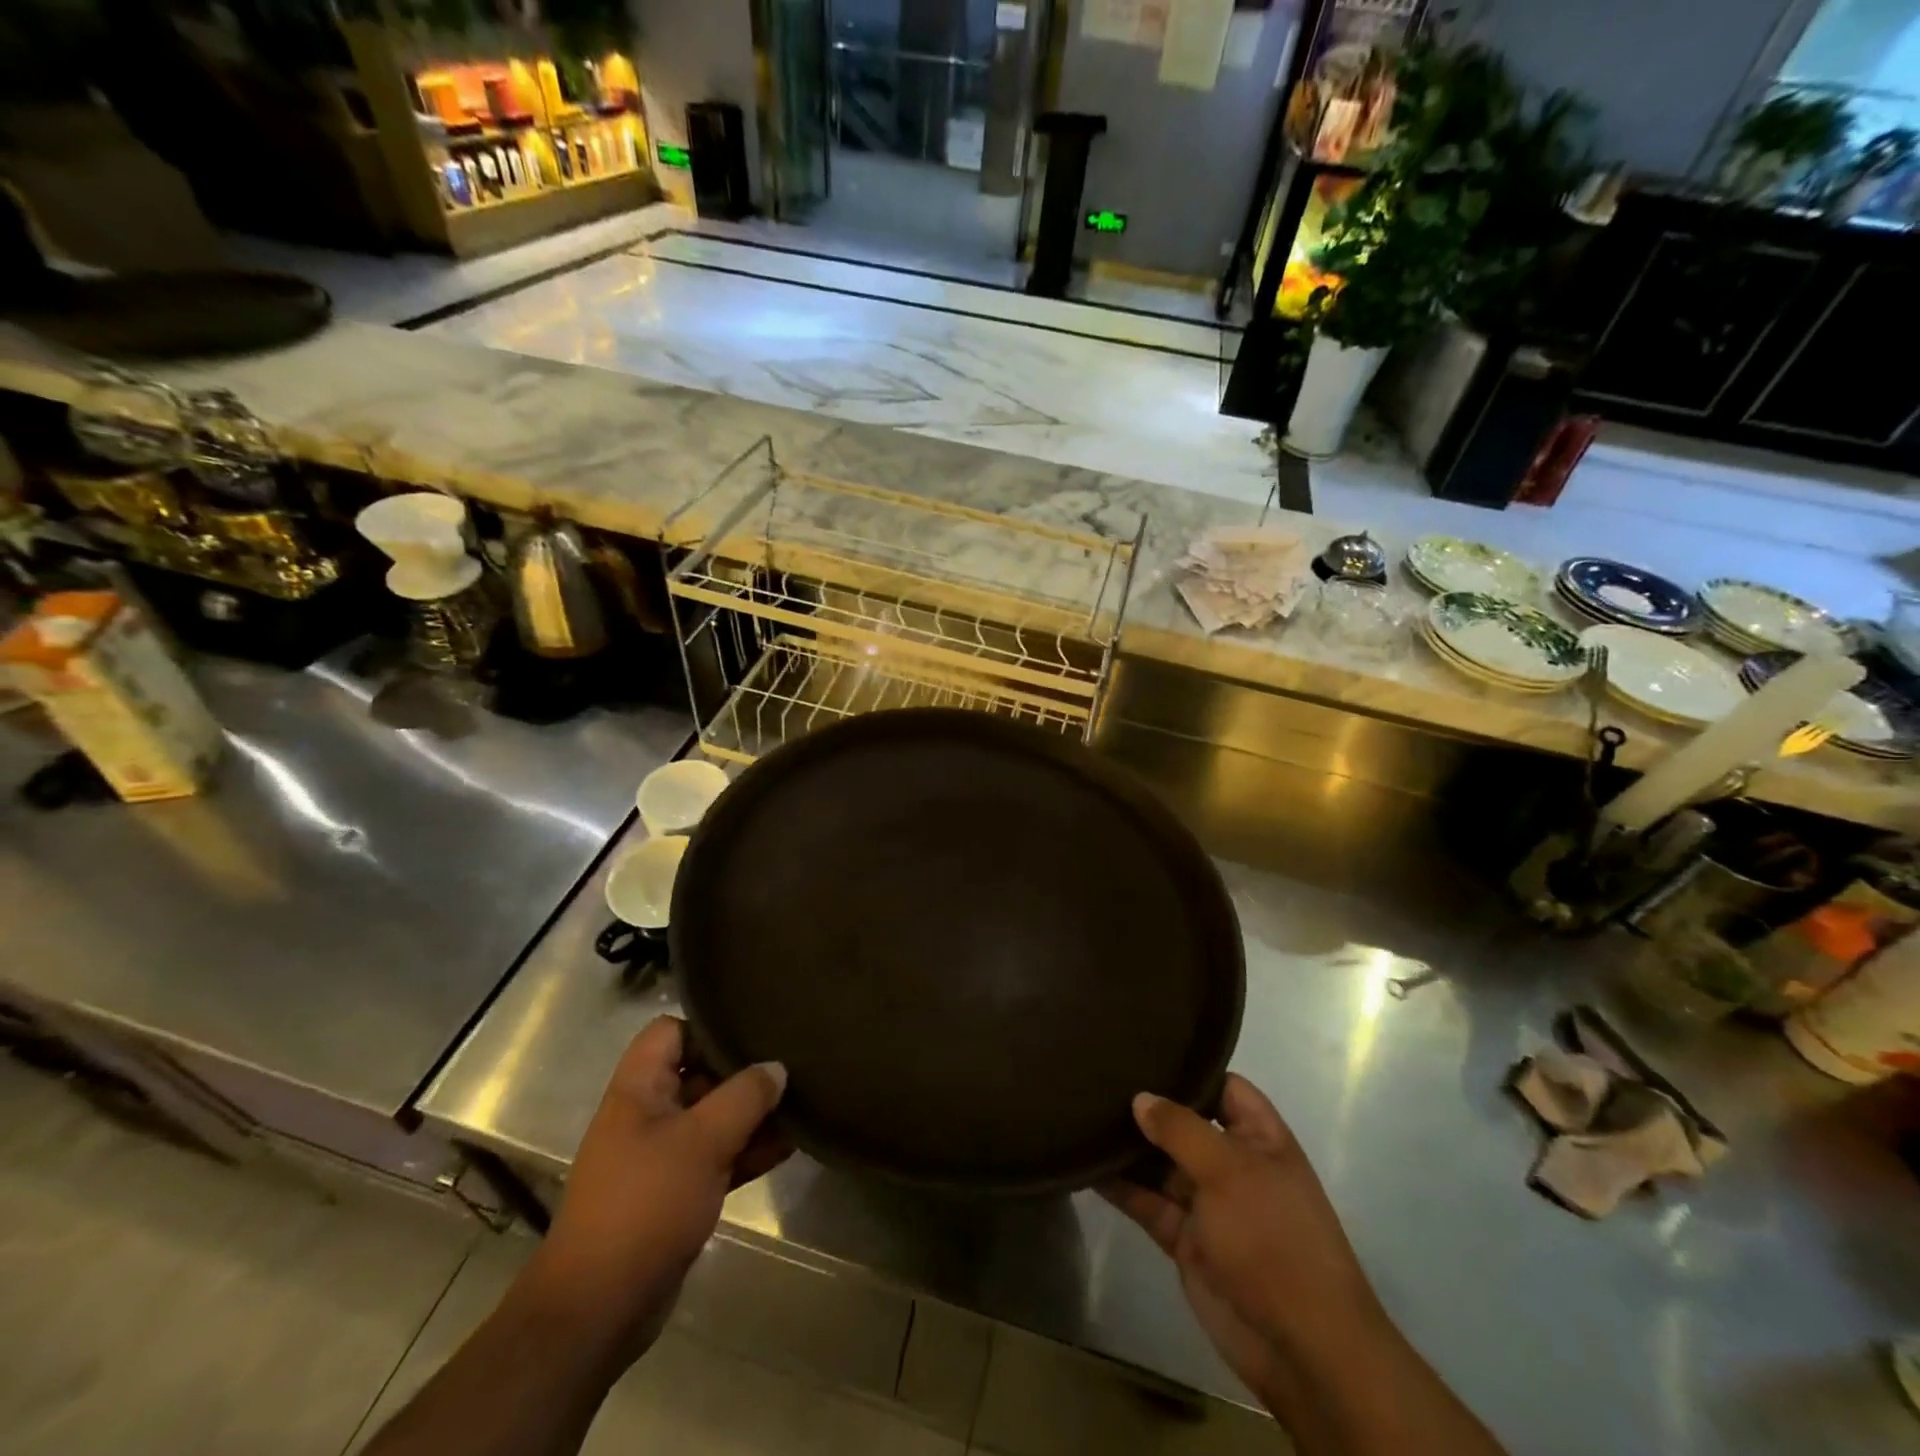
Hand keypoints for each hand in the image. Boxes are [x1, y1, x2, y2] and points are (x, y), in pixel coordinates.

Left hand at [514, 1016, 788, 1370]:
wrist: (599, 1309)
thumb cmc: (646, 1205)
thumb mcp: (702, 1140)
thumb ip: (745, 1095)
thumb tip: (777, 1067)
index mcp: (638, 1089)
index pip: (671, 1031)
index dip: (709, 1026)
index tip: (754, 1031)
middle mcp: (648, 1114)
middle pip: (699, 1072)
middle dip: (743, 1071)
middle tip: (792, 1063)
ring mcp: (661, 1155)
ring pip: (713, 1117)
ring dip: (752, 1114)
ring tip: (802, 1102)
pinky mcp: (676, 1193)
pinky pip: (718, 1157)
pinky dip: (748, 1150)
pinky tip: (790, 1144)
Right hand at [1100, 1076, 1384, 1400]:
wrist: (1300, 1346)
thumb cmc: (1273, 1238)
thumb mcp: (1229, 1170)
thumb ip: (1181, 1129)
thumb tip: (1140, 1098)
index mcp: (1260, 1139)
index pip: (1225, 1087)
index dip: (1191, 1070)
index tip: (1145, 1048)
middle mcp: (1233, 1164)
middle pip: (1186, 1124)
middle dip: (1149, 1106)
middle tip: (1099, 1075)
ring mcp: (1209, 1203)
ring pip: (1161, 1163)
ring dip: (1129, 1146)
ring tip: (1083, 1112)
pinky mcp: (1186, 1239)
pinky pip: (1148, 1203)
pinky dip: (1121, 1187)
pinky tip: (1086, 1166)